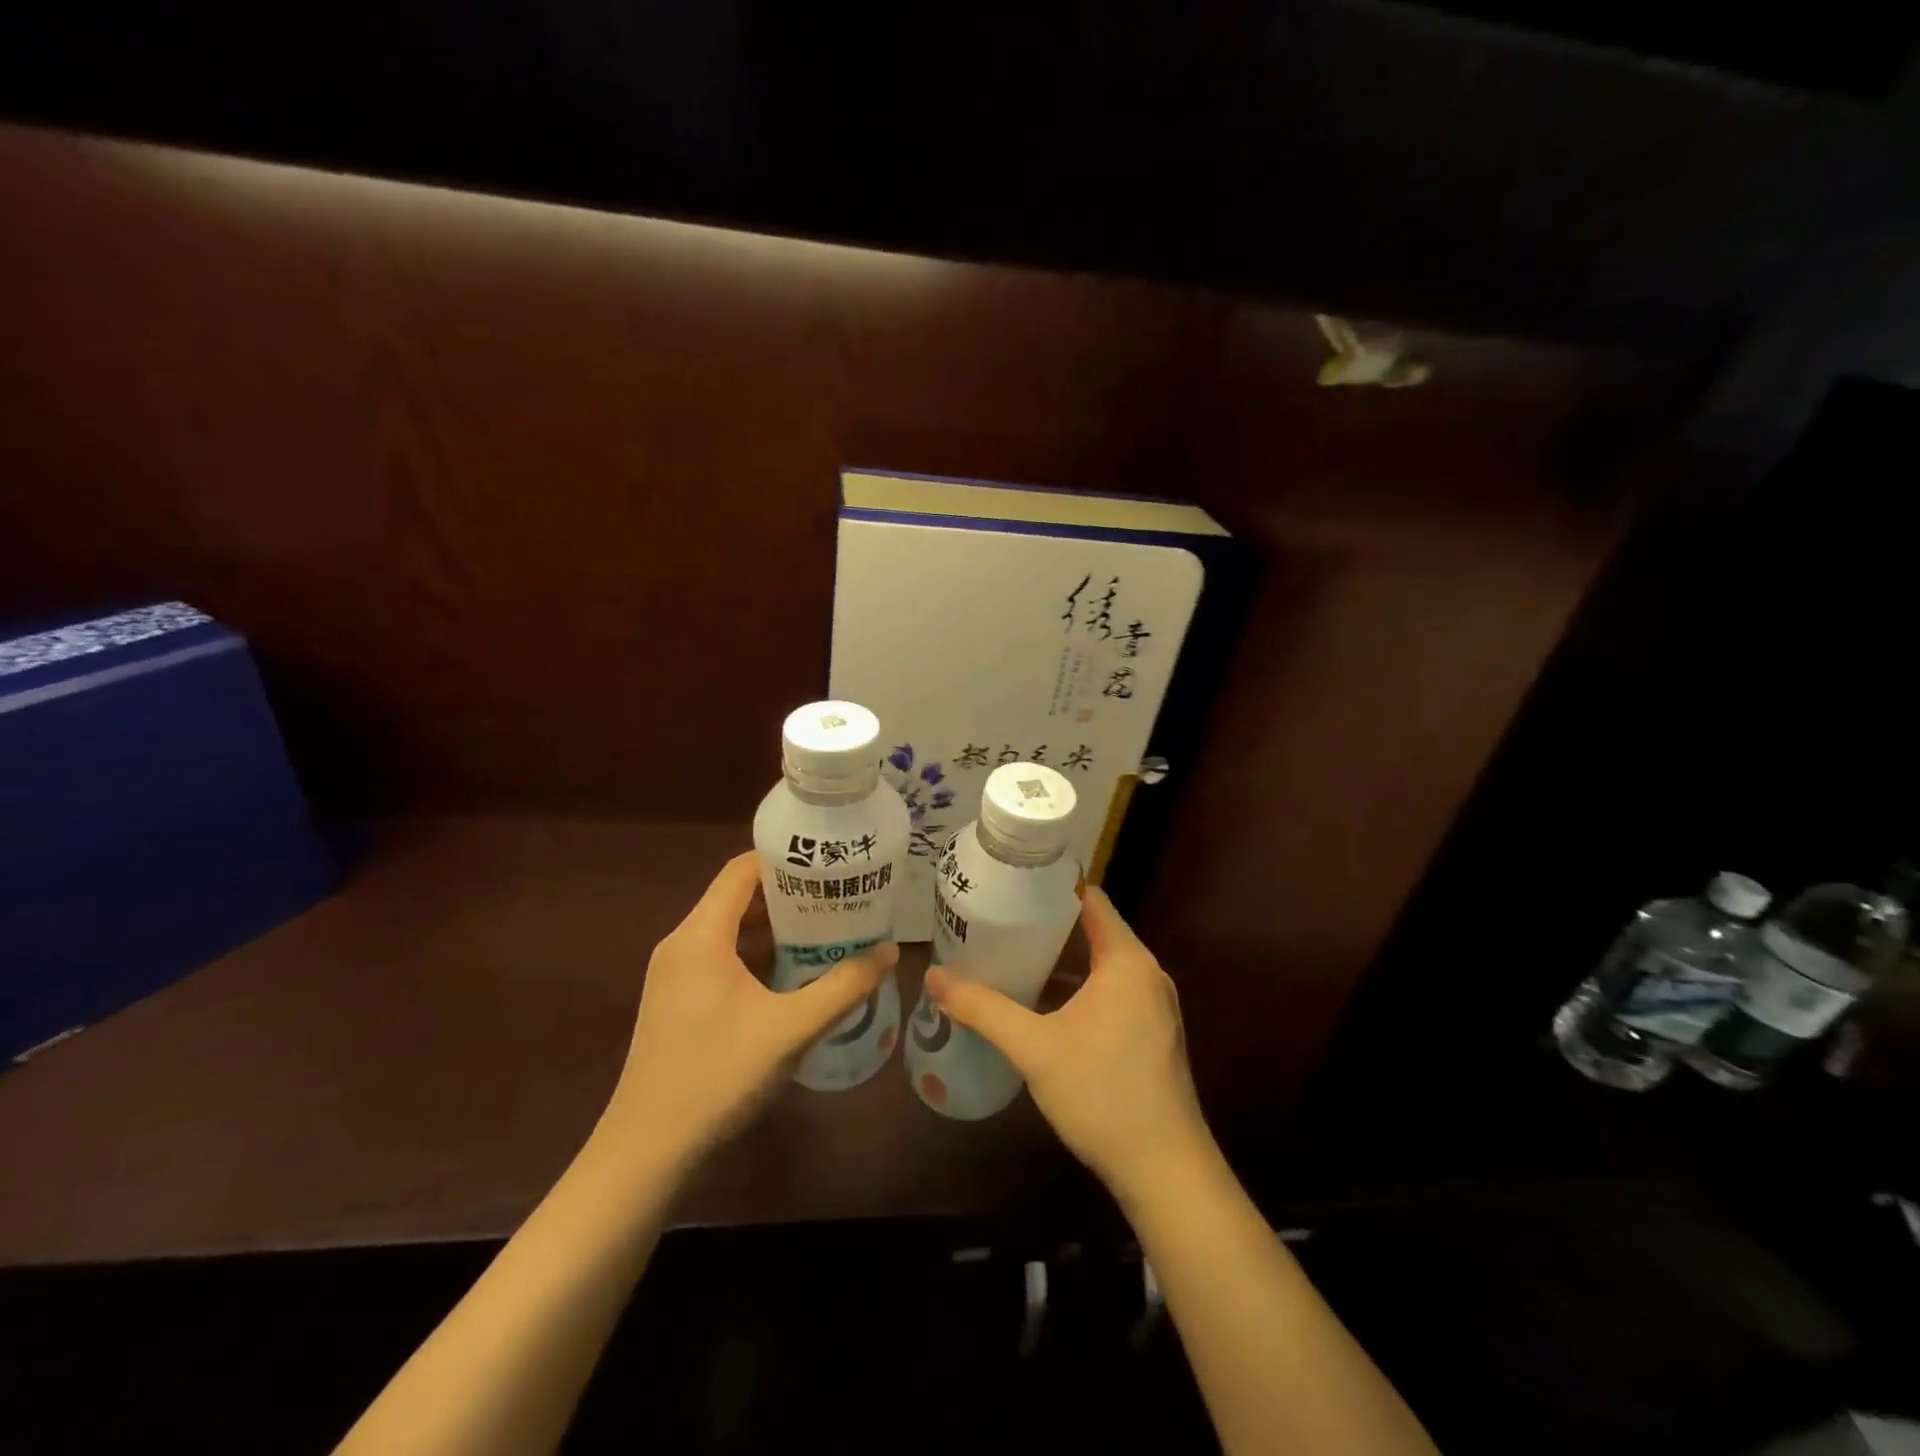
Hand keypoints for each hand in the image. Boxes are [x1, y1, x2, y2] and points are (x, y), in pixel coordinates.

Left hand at [602, 852, 896, 1169]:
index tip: (830, 863)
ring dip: (774, 925)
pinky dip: (755, 951)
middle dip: (789, 892)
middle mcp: (681, 943)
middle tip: (839, 896)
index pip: (743, 870)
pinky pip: (719, 954)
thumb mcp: (792, 1029)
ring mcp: (674, 973)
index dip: (786, 859)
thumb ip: (844, 986)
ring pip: (729, 927)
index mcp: (701, 935)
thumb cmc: (717, 1077)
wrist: (646, 1151)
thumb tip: (890, 951)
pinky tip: (791, 973)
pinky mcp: (675, 998)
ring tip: (826, 929)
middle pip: (737, 895)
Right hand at [925, 886, 1210, 1198]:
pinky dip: (1078, 988)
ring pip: (1102, 965)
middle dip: (1047, 924)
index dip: (1052, 886)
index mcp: (1126, 961)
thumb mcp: (1034, 1048)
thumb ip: (983, 1008)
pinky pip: (1110, 992)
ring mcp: (1153, 1006)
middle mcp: (1146, 974)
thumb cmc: (1102, 1095)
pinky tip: (1041, 1005)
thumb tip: (934, 976)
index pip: (1091, 899)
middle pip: (1094, 930)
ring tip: (1011, 955)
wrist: (1165, 1172)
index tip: (1011, 883)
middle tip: (998, 919)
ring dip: (1062, 960)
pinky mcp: (1151, 1035)